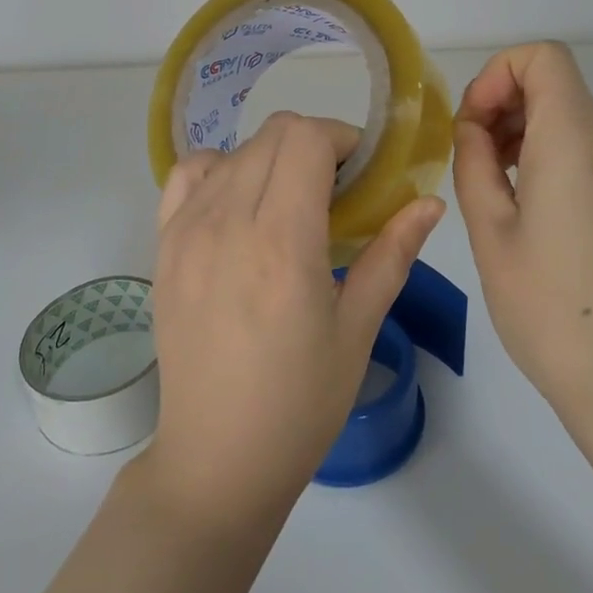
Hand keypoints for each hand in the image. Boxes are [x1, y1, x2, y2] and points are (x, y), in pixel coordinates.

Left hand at [140, 112, 444, 526]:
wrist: (217, 458)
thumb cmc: (300, 402)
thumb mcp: (358, 330)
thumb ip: (393, 254)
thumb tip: (430, 203)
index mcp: (282, 243)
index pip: (306, 139)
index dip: (342, 139)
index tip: (361, 172)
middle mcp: (228, 223)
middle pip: (272, 135)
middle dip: (313, 145)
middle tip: (336, 190)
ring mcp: (186, 231)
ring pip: (234, 151)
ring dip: (271, 159)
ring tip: (289, 203)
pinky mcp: (163, 246)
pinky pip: (187, 176)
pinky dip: (220, 171)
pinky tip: (239, 206)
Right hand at [453, 42, 592, 425]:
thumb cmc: (547, 303)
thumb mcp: (490, 228)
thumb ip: (473, 162)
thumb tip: (473, 130)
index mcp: (573, 139)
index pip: (542, 58)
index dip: (496, 75)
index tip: (470, 124)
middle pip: (553, 81)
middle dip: (501, 99)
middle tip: (468, 152)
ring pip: (565, 111)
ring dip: (518, 125)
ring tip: (486, 178)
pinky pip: (579, 144)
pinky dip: (541, 148)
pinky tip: (517, 197)